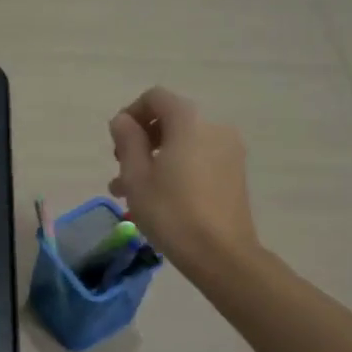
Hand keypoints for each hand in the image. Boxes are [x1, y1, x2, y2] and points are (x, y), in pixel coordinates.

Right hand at [107, 87, 260, 274]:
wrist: (222, 254)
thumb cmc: (171, 211)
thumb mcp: (136, 176)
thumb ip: (127, 140)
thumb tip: (123, 121)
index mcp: (188, 122)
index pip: (155, 97)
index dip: (131, 113)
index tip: (117, 142)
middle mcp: (214, 127)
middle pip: (170, 119)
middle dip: (142, 140)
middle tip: (121, 169)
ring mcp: (229, 151)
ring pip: (183, 143)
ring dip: (155, 158)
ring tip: (131, 191)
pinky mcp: (235, 173)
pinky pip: (199, 158)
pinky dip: (177, 168)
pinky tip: (158, 197)